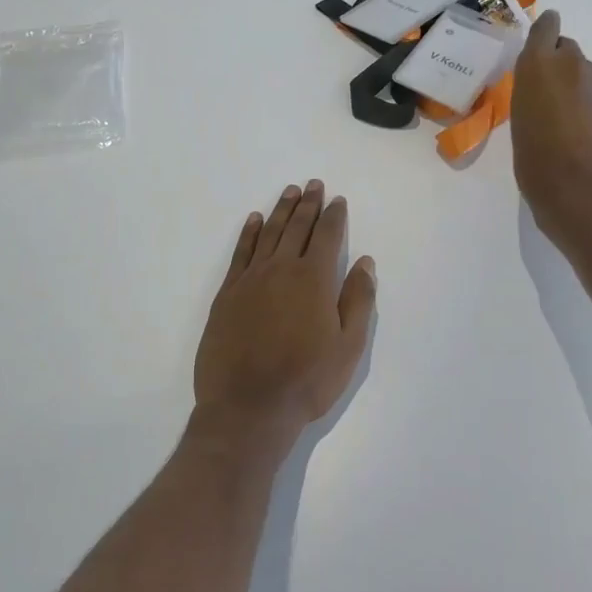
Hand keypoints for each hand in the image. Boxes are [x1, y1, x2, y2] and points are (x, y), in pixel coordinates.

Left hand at [190, 181, 376, 463]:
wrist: (248, 407)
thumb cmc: (306, 381)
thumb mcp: (348, 347)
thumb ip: (358, 300)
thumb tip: (364, 262)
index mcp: (315, 280)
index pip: (327, 236)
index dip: (334, 216)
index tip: (338, 200)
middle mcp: (282, 269)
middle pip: (297, 228)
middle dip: (308, 204)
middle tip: (314, 184)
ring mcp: (251, 279)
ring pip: (268, 234)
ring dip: (281, 211)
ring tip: (290, 192)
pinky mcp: (227, 293)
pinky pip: (240, 253)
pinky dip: (248, 233)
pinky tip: (254, 220)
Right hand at [512, 10, 591, 250]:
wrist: (581, 191)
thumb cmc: (535, 161)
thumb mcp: (519, 122)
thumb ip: (531, 94)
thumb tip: (543, 91)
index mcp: (537, 66)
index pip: (546, 27)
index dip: (545, 30)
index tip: (542, 39)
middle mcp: (572, 64)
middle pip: (567, 49)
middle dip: (559, 64)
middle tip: (549, 94)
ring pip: (587, 73)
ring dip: (578, 87)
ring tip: (569, 120)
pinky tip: (589, 134)